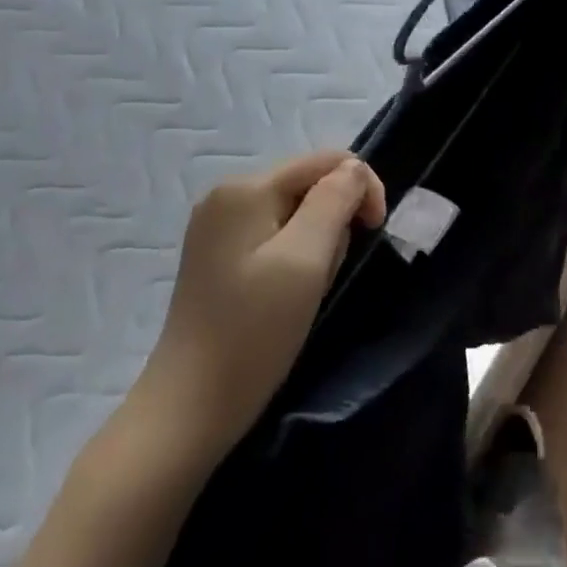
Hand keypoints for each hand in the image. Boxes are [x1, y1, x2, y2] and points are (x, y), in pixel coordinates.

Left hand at [133, 151, 386, 454]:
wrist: (192, 406)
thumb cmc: (255, 331)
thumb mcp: (307, 260)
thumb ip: (335, 201)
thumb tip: (355, 168)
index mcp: (246, 188)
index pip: (327, 160)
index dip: (362, 187)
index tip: (375, 232)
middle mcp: (228, 195)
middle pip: (310, 183)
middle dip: (335, 219)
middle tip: (328, 272)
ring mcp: (219, 225)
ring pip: (297, 211)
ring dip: (318, 241)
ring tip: (307, 288)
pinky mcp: (219, 254)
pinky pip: (276, 233)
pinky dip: (297, 256)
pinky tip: (288, 292)